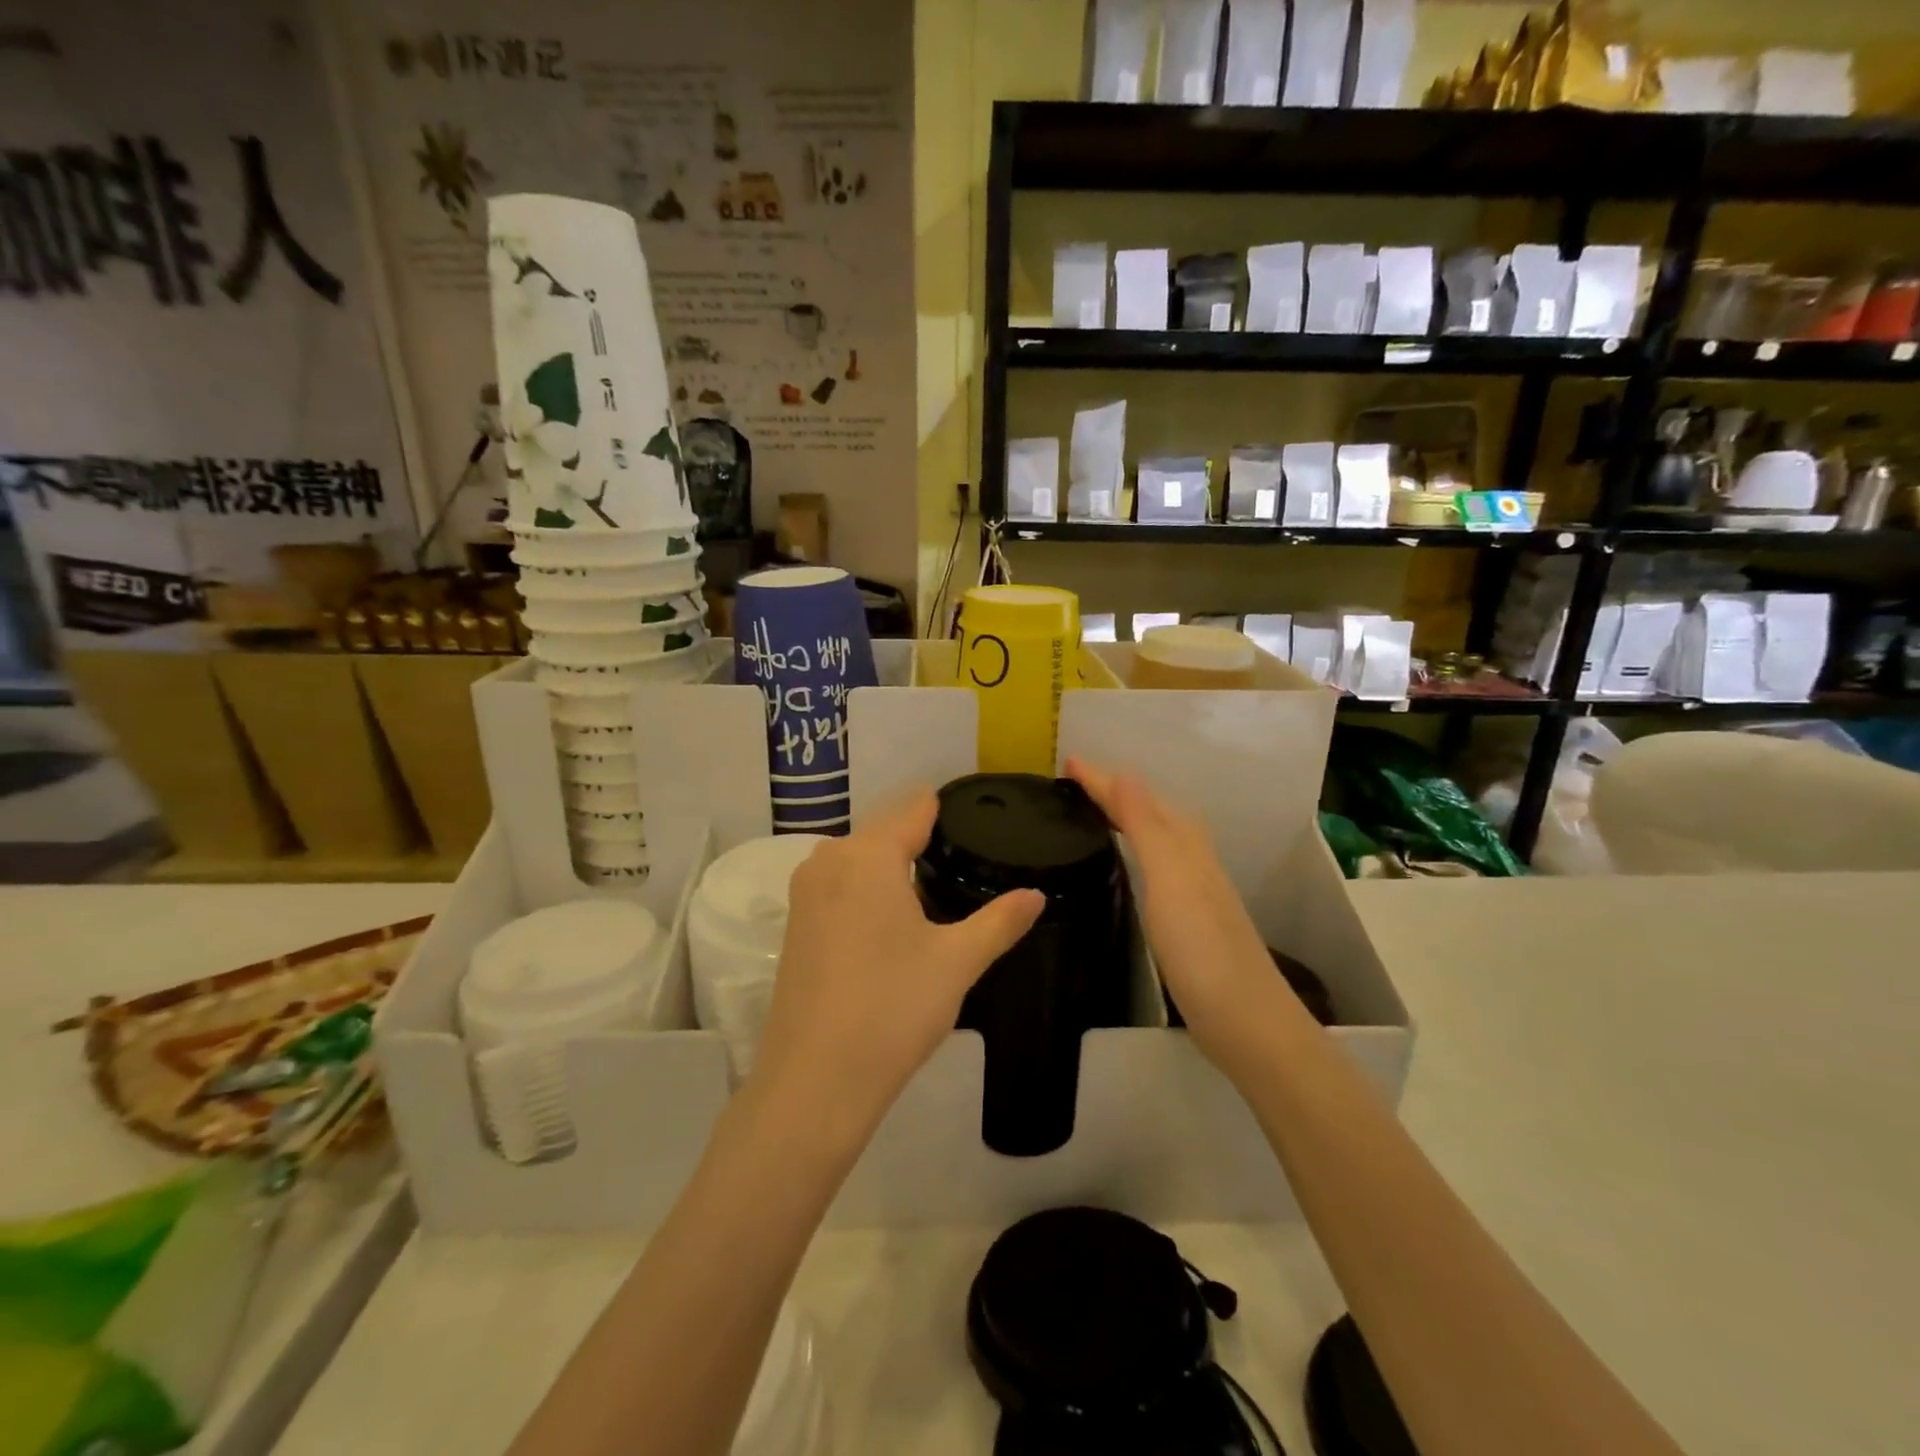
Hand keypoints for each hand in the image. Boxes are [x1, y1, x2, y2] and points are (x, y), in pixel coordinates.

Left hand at [749, 792, 1044, 1144]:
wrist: (815, 1081)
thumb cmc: (892, 1009)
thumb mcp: (957, 962)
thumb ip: (1000, 921)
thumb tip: (1036, 895)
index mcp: (869, 855)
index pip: (914, 809)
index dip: (946, 808)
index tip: (977, 814)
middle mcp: (829, 860)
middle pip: (885, 830)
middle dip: (921, 838)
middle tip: (966, 857)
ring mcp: (805, 892)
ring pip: (860, 859)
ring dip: (893, 864)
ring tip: (936, 885)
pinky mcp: (795, 924)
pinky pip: (840, 885)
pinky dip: (867, 889)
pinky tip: (893, 919)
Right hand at [1064, 757, 1295, 1058]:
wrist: (1246, 1021)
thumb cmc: (1201, 948)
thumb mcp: (1170, 878)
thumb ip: (1146, 826)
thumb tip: (1125, 772)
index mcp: (1184, 844)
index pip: (1136, 799)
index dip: (1103, 780)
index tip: (1068, 762)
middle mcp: (1191, 858)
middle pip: (1150, 811)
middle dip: (1114, 792)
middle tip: (1075, 783)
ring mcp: (1192, 890)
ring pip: (1156, 837)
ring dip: (1126, 817)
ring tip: (1095, 812)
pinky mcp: (1188, 919)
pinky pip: (1155, 865)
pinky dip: (1135, 850)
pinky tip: (1128, 865)